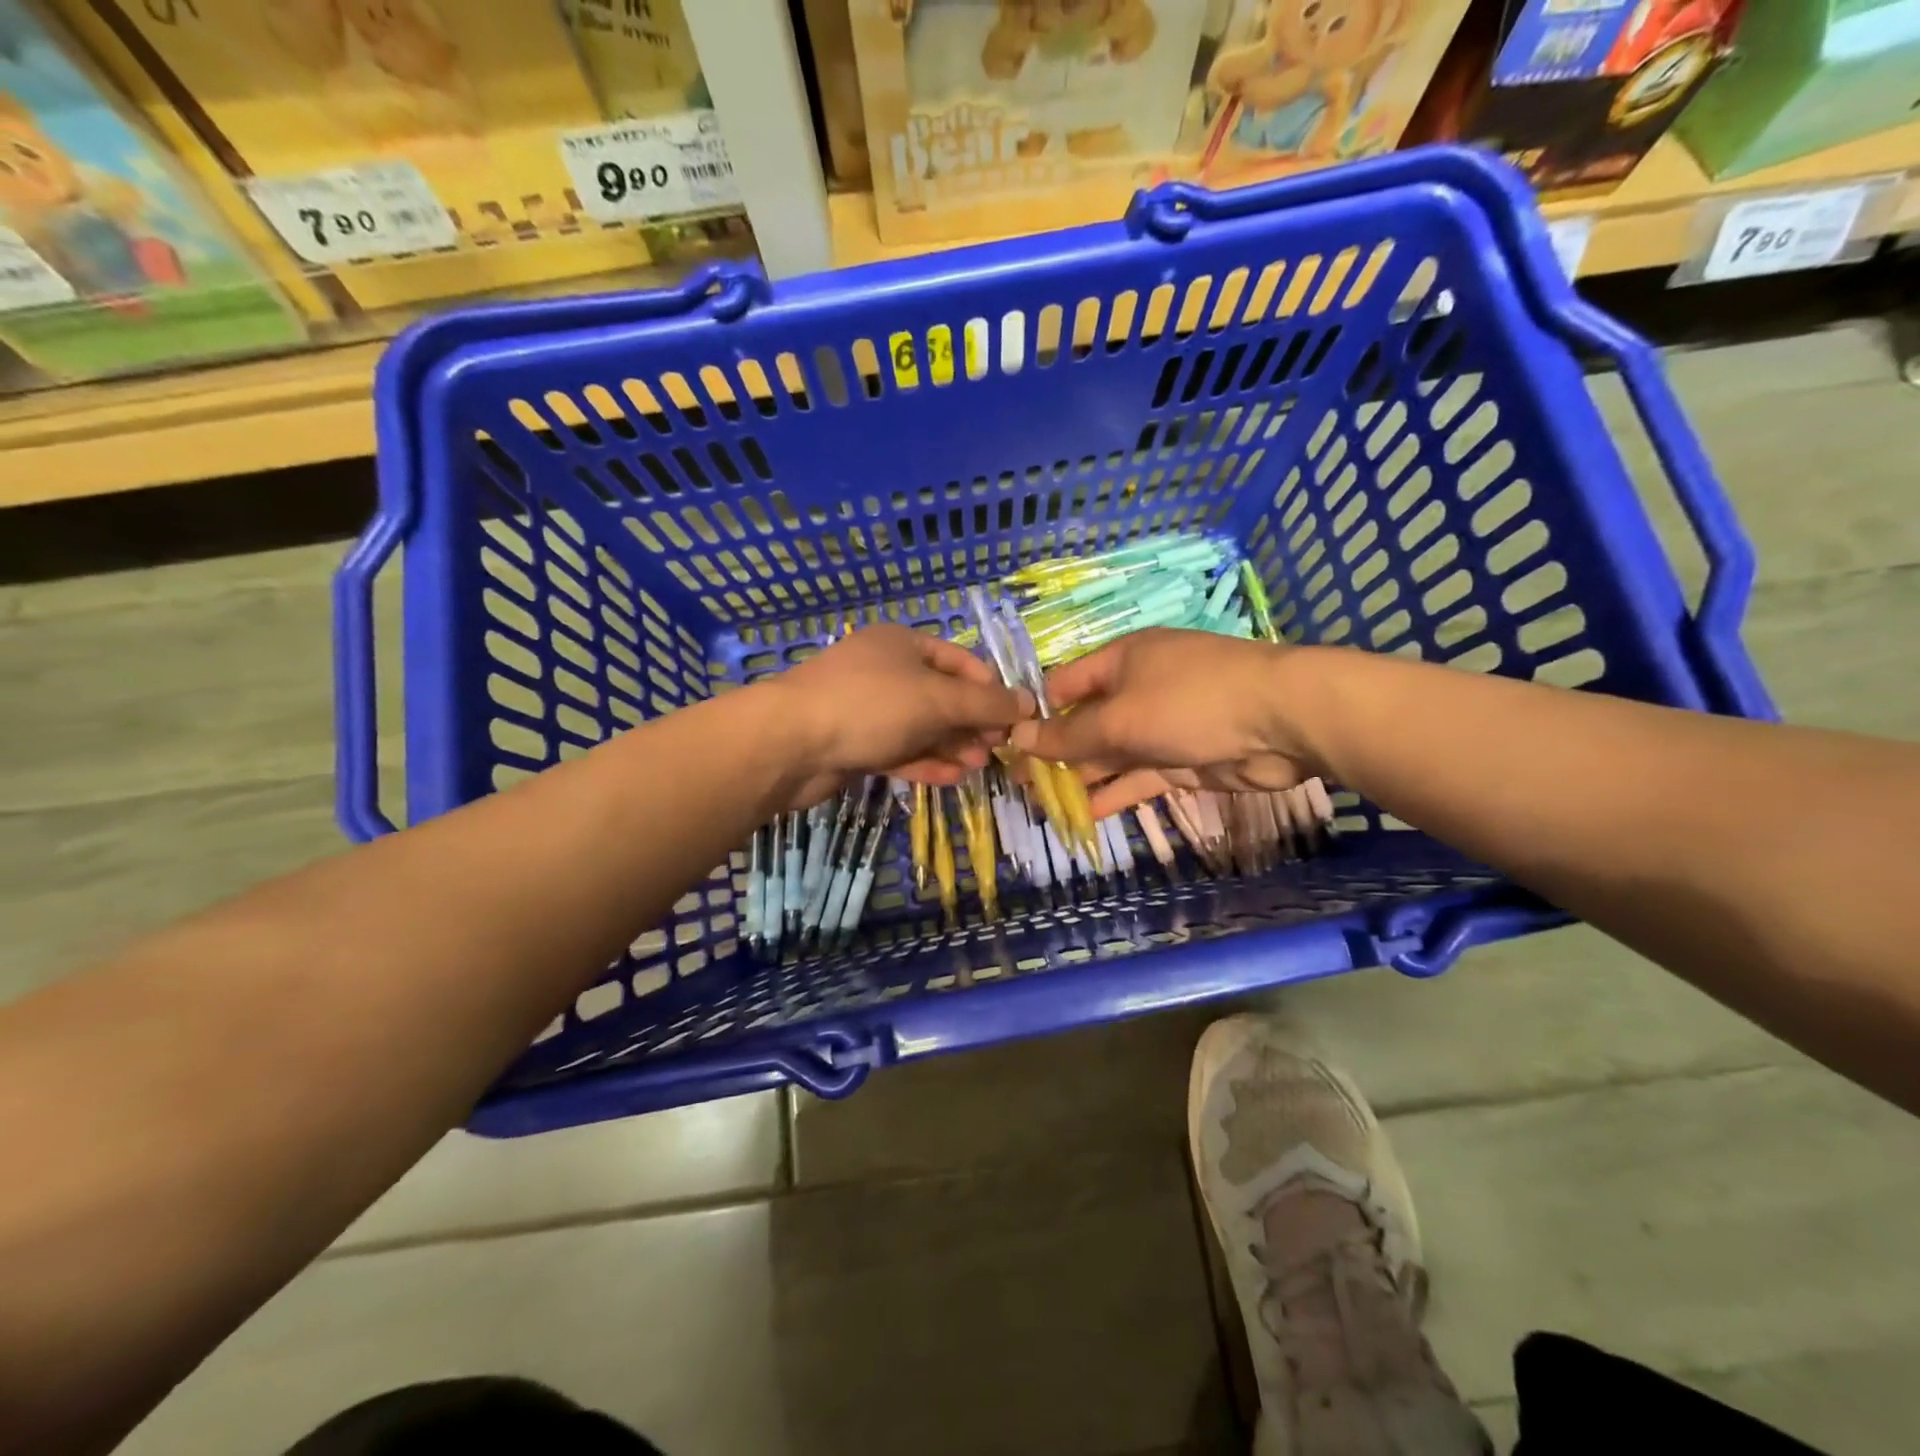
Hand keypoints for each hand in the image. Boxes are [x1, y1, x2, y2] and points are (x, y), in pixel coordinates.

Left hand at [762, 625, 1030, 806]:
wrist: (789, 744)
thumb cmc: (870, 705)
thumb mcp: (937, 699)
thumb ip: (985, 704)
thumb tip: (1028, 704)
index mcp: (903, 643)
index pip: (961, 661)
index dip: (990, 688)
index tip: (1014, 719)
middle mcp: (886, 671)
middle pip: (942, 696)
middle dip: (972, 723)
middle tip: (997, 749)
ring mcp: (867, 708)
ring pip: (921, 726)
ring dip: (952, 745)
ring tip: (979, 767)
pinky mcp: (854, 743)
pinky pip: (899, 750)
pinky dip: (925, 762)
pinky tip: (952, 778)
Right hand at [1009, 629, 1317, 817]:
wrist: (1282, 722)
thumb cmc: (1190, 701)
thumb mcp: (1120, 717)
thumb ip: (1070, 736)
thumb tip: (1018, 740)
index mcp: (1120, 661)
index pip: (1066, 685)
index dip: (1038, 714)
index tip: (1010, 746)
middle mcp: (1137, 689)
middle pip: (1086, 722)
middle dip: (1056, 752)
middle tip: (1021, 784)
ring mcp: (1161, 725)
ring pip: (1110, 753)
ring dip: (1081, 778)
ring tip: (1044, 805)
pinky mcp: (1182, 759)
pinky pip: (1138, 776)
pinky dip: (1114, 793)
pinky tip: (1084, 815)